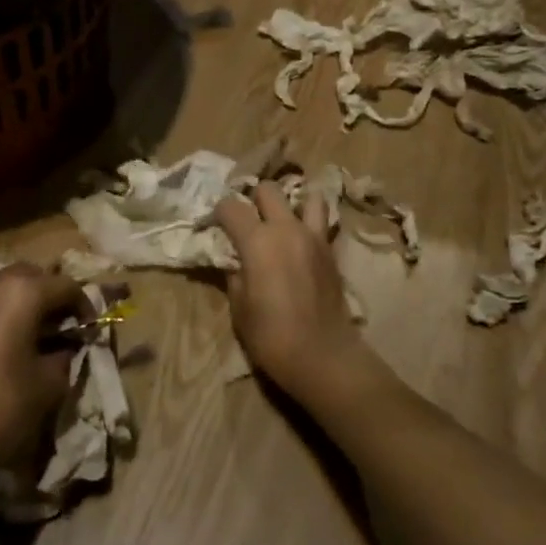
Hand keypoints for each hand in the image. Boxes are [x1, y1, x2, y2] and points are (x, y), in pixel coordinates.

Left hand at [0, 265, 84, 469]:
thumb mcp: (50, 383)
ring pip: (6, 286)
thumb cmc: (3, 404)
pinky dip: (2, 313)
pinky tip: (7, 344)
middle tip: (62, 326)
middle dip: (51, 295)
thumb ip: (64, 355)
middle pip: (33, 276)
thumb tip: (65, 347)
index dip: (84, 306)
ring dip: (25, 302)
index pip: (67, 286)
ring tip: (34, 335)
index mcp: (24, 292)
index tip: (89, 331)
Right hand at [214, 182, 369, 402]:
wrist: (322, 354)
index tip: (214, 225)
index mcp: (257, 241)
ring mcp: (313, 235)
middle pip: (268, 189)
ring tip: (282, 220)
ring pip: (305, 196)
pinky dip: (311, 219)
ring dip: (291, 204)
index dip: (219, 212)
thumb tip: (235, 260)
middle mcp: (286, 228)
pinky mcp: (331, 249)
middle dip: (254, 199)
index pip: (231, 206)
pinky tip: (301, 238)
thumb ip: (234, 274)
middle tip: (248, 220)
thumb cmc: (271, 335)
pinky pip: (322, 220)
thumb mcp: (239, 307)